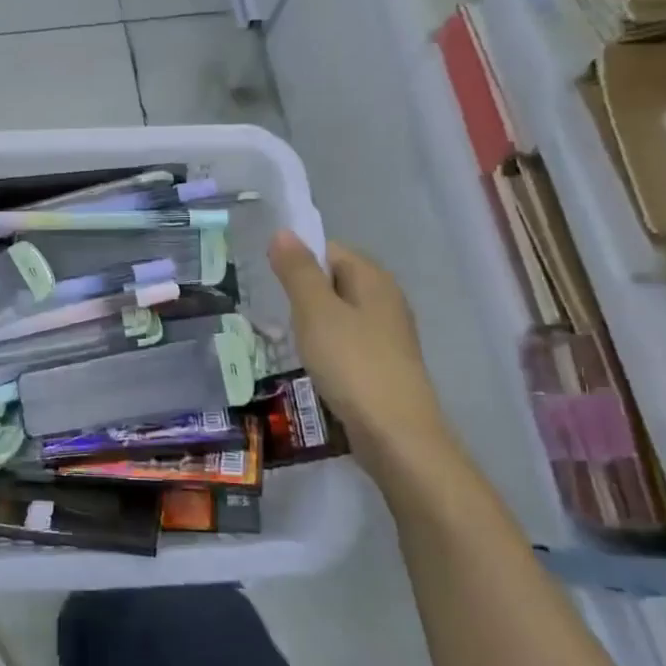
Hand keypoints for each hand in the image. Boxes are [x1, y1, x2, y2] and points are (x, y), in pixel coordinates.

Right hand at [268, 231, 456, 477]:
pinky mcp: (383, 364)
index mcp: (373, 279)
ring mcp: (388, 334)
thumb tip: (283, 232)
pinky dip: (326, 347)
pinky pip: (347, 341)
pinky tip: (312, 364)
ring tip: (286, 339)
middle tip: (272, 312)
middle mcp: (386, 299)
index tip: (269, 284)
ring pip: (340, 314)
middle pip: (335, 281)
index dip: (298, 261)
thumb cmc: (352, 364)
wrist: (395, 434)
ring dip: (312, 323)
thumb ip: (298, 271)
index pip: (329, 250)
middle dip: (302, 293)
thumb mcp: (315, 312)